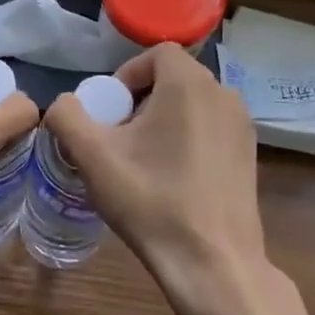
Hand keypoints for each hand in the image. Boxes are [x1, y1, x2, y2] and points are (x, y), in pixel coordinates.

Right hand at [45, 44, 305, 314]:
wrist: (212, 262)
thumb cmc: (151, 201)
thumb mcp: (93, 157)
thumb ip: (67, 116)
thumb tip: (65, 104)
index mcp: (189, 84)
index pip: (156, 53)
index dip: (126, 75)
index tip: (110, 112)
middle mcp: (224, 94)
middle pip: (174, 78)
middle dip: (141, 100)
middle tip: (120, 138)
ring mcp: (243, 126)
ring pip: (193, 105)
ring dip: (164, 120)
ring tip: (143, 160)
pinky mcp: (250, 155)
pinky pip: (211, 128)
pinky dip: (188, 138)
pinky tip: (172, 178)